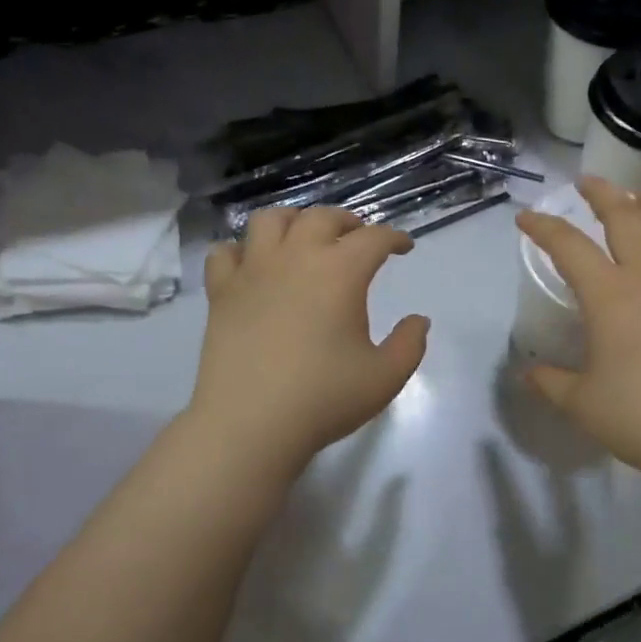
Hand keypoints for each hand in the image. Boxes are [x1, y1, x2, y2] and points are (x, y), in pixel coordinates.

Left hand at [189, 207, 428, 475]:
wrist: (251, 424)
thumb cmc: (324, 398)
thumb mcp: (385, 377)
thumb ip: (410, 344)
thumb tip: (419, 320)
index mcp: (340, 272)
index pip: (374, 238)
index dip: (395, 237)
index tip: (404, 247)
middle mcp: (296, 258)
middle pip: (322, 217)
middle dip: (348, 221)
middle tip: (359, 238)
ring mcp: (252, 271)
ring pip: (269, 220)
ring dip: (293, 221)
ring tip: (304, 238)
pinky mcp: (221, 292)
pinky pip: (225, 252)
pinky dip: (242, 251)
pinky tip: (253, 266)